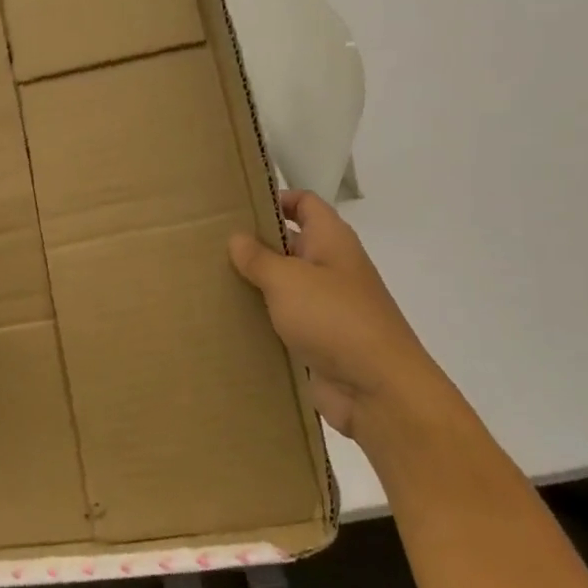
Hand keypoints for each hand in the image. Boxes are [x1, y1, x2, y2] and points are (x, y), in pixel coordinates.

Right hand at [228, 190, 433, 437]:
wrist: (378, 390)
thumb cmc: (334, 319)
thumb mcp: (288, 280)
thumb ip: (259, 257)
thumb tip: (237, 237)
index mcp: (331, 241)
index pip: (304, 204)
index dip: (275, 198)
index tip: (236, 206)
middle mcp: (331, 268)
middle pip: (290, 244)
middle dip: (255, 244)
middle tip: (208, 245)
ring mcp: (326, 306)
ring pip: (284, 285)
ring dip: (254, 285)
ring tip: (209, 281)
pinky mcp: (318, 340)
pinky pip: (284, 321)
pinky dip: (261, 319)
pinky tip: (228, 320)